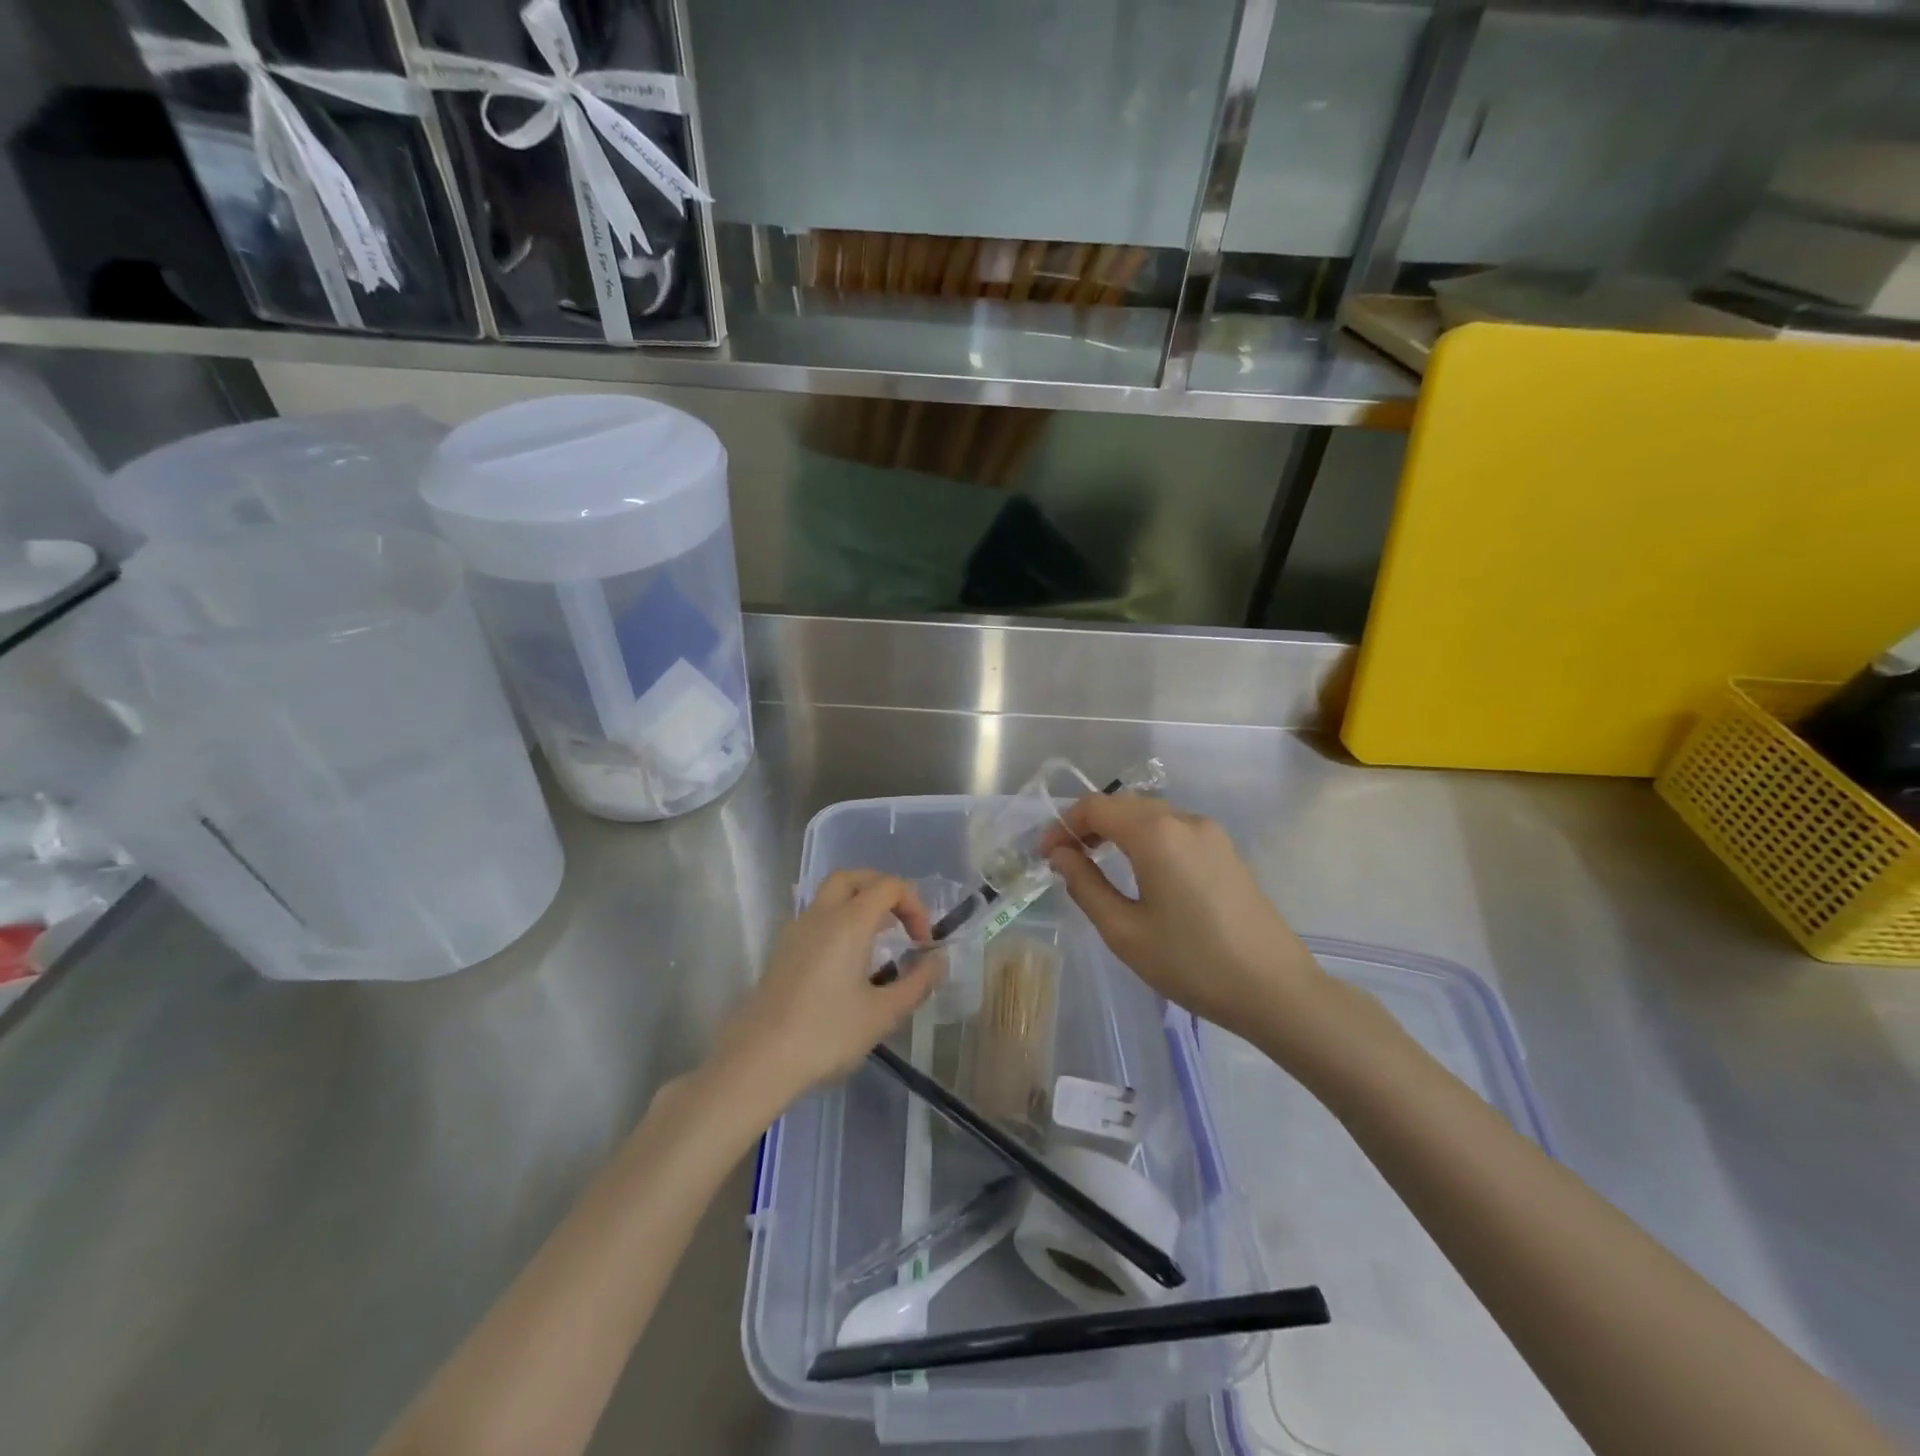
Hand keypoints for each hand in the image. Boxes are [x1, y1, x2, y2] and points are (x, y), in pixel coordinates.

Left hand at [714, 870, 946, 1112]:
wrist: (758, 1060)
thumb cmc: (826, 1034)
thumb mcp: (883, 1014)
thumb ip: (917, 983)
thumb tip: (938, 961)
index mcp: (849, 922)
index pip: (889, 886)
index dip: (914, 906)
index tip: (922, 943)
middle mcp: (821, 914)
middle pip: (854, 877)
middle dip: (883, 890)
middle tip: (900, 921)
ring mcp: (796, 930)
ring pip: (830, 895)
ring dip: (859, 904)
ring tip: (878, 941)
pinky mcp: (782, 950)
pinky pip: (816, 917)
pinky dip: (839, 921)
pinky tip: (847, 961)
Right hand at [1046, 795, 1333, 1049]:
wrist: (1276, 990)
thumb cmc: (1192, 963)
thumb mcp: (1125, 932)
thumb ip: (1086, 886)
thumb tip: (1062, 855)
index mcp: (1157, 834)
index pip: (1096, 807)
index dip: (1064, 825)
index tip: (1046, 854)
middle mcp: (1184, 820)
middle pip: (1123, 805)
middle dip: (1088, 824)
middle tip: (1066, 859)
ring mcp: (1210, 833)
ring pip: (1150, 814)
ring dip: (1117, 829)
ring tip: (1096, 863)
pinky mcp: (1226, 850)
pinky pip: (1174, 829)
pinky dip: (1145, 838)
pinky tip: (1139, 870)